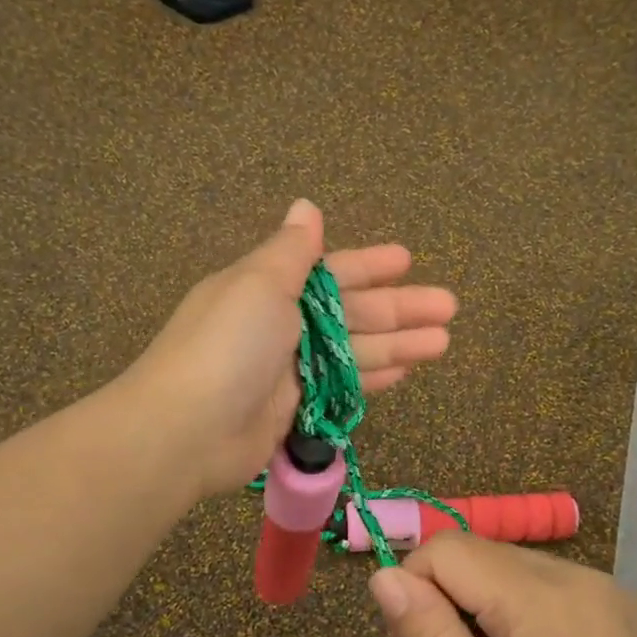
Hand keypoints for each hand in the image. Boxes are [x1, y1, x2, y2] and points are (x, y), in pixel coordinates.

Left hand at [127, 199, 457, 499]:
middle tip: (450, 307)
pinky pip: (343, 387)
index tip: (408, 260)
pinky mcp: (295, 409)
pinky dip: (373, 378)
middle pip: (352, 312)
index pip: (331, 271)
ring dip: (399, 344)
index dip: (370, 265)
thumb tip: (306, 206)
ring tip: (444, 342)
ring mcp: (290, 370)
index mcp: (269, 287)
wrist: (186, 430)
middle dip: (401, 308)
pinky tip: (406, 373)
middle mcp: (282, 324)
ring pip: (355, 351)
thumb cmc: (228, 345)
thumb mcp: (260, 283)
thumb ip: (293, 250)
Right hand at [370, 533, 636, 636]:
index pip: (445, 550)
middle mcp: (572, 572)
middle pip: (478, 553)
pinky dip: (522, 604)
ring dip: (485, 601)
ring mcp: (602, 580)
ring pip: (510, 563)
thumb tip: (383, 578)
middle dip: (448, 596)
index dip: (413, 586)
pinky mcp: (619, 596)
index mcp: (538, 598)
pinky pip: (547, 578)